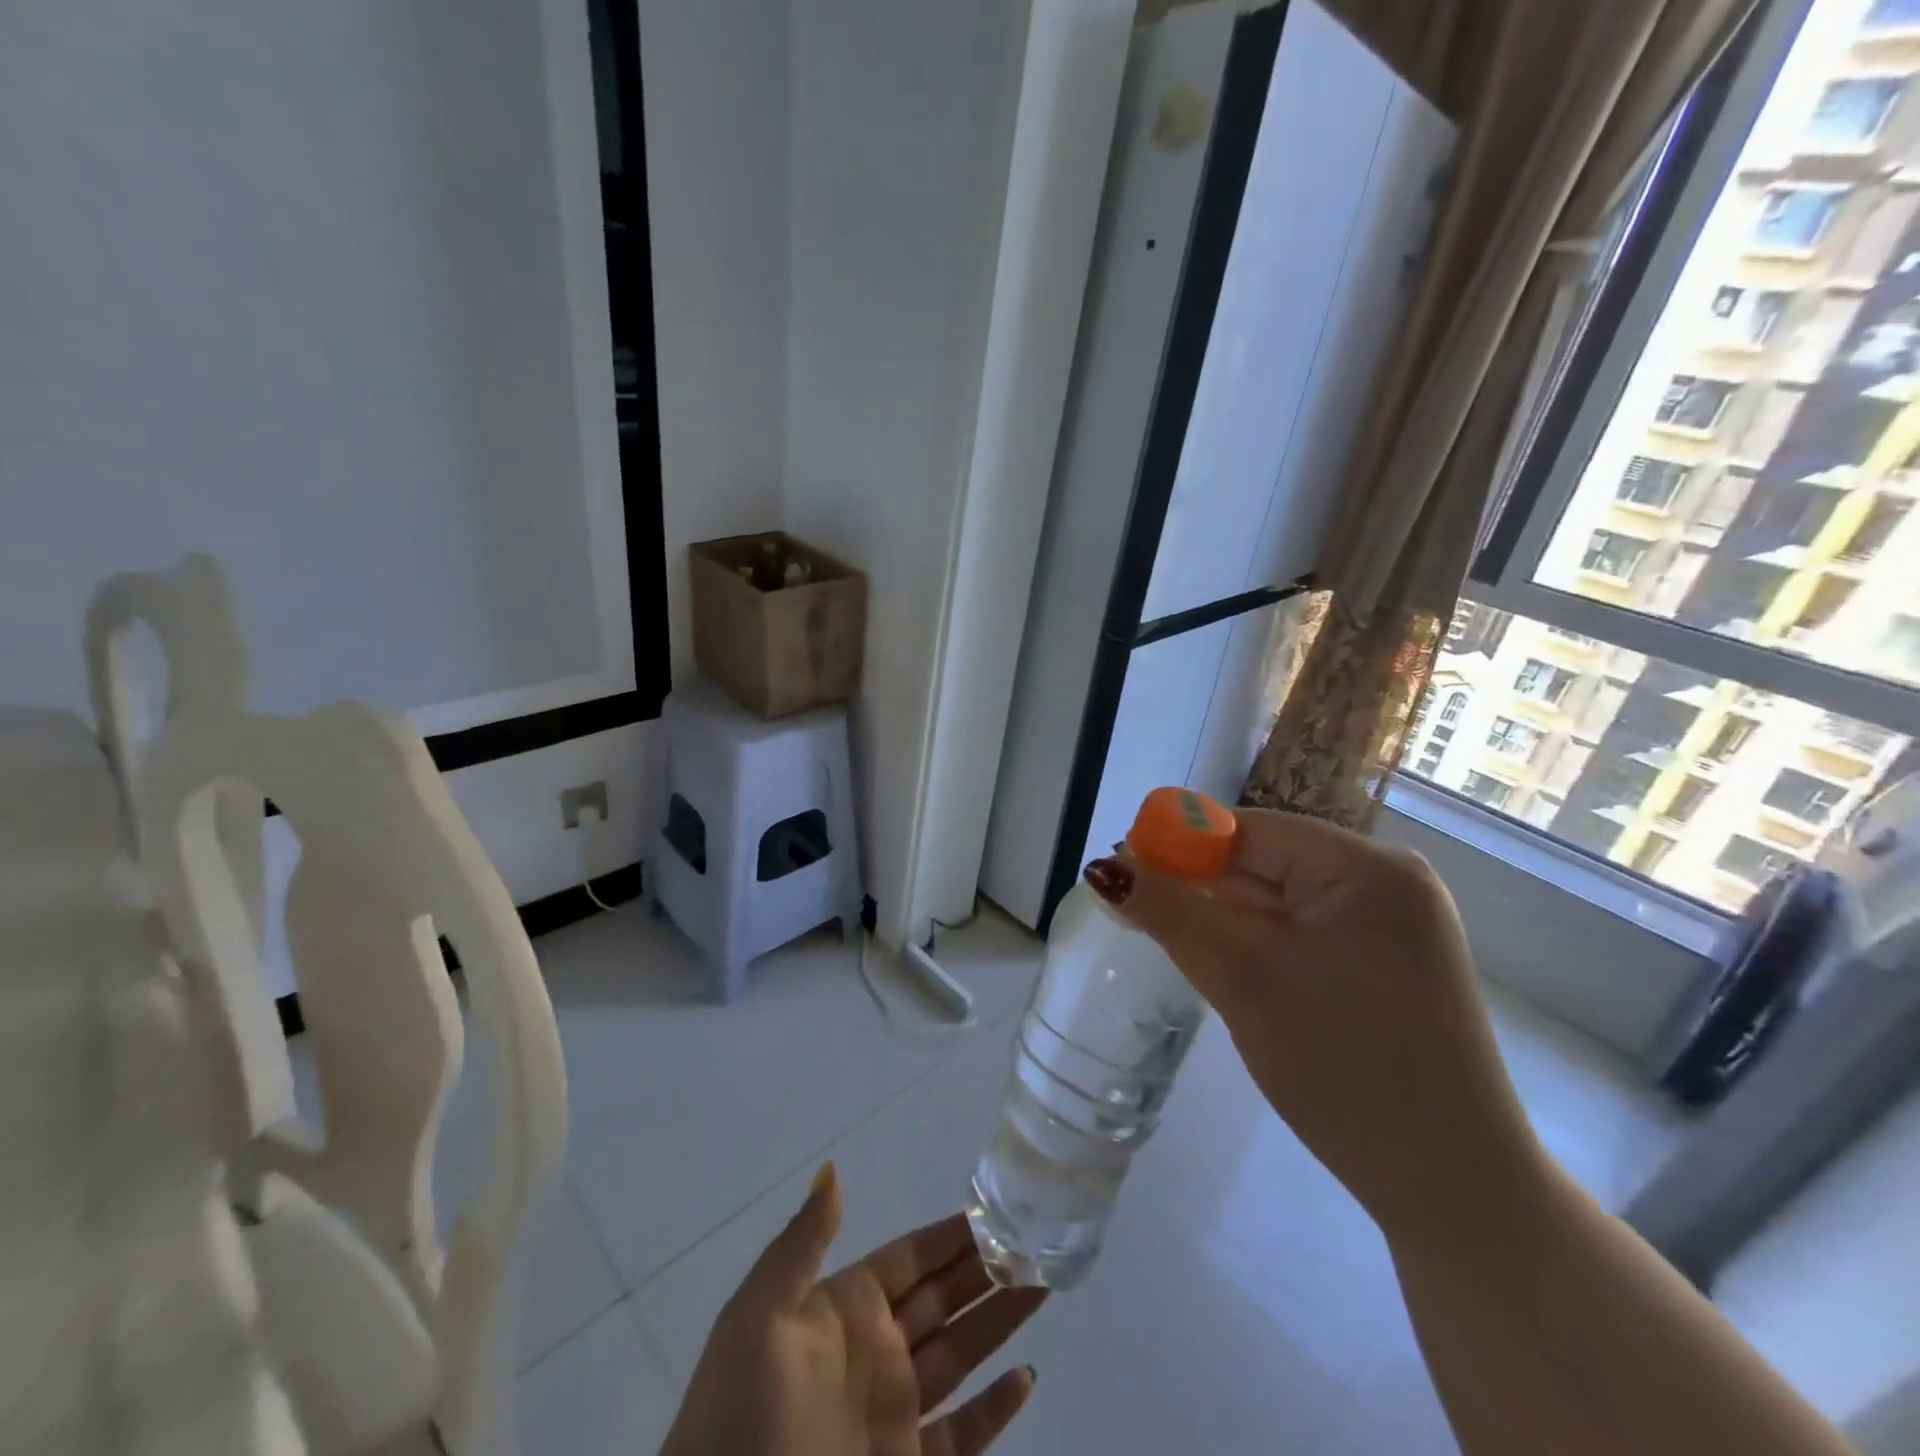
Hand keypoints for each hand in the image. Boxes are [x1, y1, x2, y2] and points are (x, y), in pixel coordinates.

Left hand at [659, 1166, 1044, 1455]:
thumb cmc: (740, 1410)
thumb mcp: (760, 1314)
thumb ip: (803, 1243)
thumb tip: (833, 1170)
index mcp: (847, 1308)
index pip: (912, 1258)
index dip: (951, 1235)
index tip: (995, 1209)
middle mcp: (877, 1351)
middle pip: (945, 1299)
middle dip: (988, 1270)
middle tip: (1036, 1241)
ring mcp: (893, 1413)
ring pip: (962, 1355)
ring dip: (1002, 1324)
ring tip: (1044, 1287)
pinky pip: (962, 1437)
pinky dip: (995, 1412)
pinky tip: (1026, 1380)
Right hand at [1083, 810, 1547, 1244]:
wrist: (1454, 1190)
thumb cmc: (1344, 1068)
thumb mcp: (1245, 981)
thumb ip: (1171, 914)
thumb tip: (1103, 866)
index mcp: (1367, 868)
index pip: (1250, 831)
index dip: (1180, 846)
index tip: (1123, 875)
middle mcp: (1386, 881)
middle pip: (1265, 862)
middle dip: (1201, 887)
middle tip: (1137, 914)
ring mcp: (1391, 923)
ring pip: (1280, 899)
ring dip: (1226, 919)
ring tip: (1176, 944)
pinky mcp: (1385, 961)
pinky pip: (1302, 931)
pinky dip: (1258, 944)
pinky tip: (1227, 967)